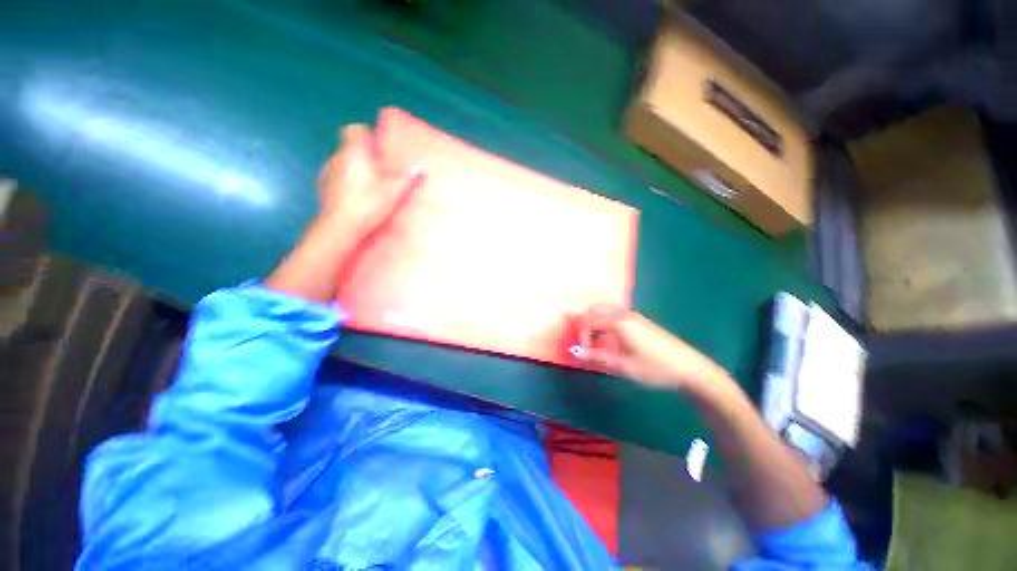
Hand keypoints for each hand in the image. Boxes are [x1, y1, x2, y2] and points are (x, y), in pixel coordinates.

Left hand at [316, 124, 423, 237]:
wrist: (341, 226)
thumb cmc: (368, 203)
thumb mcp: (394, 192)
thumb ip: (407, 178)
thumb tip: (419, 169)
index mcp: (354, 152)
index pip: (354, 130)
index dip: (366, 135)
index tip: (379, 149)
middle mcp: (337, 157)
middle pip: (349, 148)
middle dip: (363, 156)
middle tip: (380, 171)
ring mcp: (327, 173)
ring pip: (341, 164)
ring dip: (352, 170)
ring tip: (368, 186)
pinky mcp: (322, 189)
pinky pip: (335, 180)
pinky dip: (344, 185)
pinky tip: (355, 198)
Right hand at [572, 305, 729, 390]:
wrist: (689, 368)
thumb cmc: (655, 368)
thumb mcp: (624, 366)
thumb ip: (598, 358)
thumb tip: (577, 353)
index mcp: (618, 323)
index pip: (589, 320)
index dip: (582, 335)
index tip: (586, 352)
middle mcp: (624, 314)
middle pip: (596, 310)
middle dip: (587, 324)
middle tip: (588, 343)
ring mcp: (634, 316)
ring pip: (606, 312)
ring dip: (597, 324)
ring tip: (599, 343)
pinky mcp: (641, 321)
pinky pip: (616, 316)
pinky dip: (607, 324)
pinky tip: (613, 342)